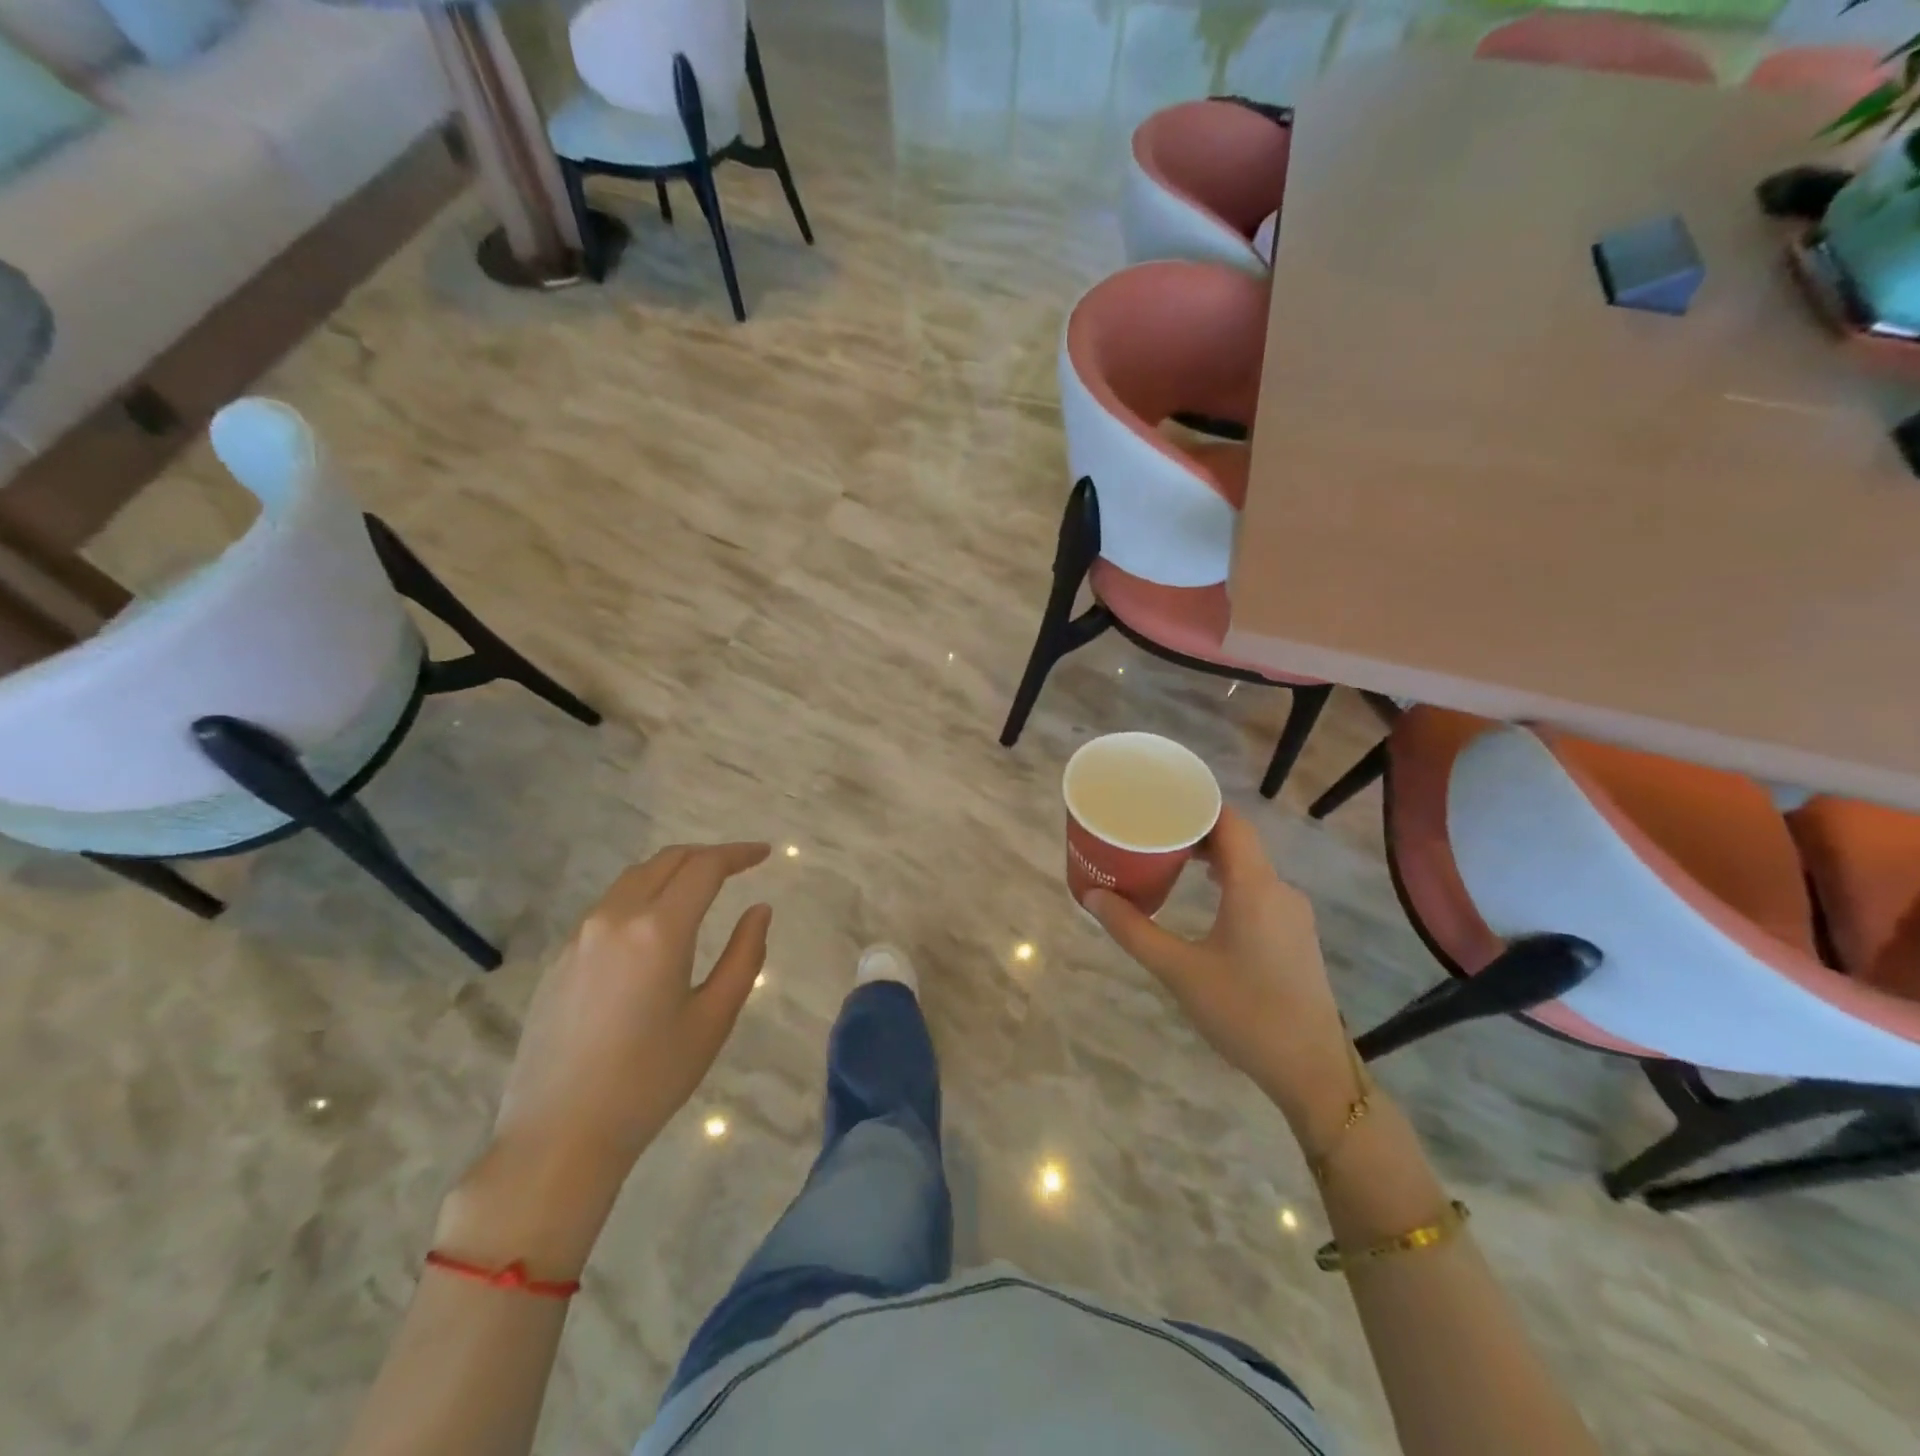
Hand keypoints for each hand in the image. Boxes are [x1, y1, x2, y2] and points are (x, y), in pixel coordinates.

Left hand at [438, 843, 771, 1276]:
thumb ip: (743, 956)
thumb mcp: (713, 1019)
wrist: (558, 1136)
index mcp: (658, 930)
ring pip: (633, 879)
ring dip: (672, 871)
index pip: (704, 867)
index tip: (764, 853)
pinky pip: (608, 907)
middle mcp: (615, 918)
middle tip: (739, 865)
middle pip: (666, 861)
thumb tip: (759, 910)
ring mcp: (580, 936)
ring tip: (701, 888)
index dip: (738, 853)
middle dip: (706, 855)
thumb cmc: (649, 1080)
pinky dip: (642, 896)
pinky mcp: (559, 958)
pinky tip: (655, 926)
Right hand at [1086, 809, 1357, 1139]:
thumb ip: (1133, 930)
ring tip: (1170, 858)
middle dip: (1195, 829)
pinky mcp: (1294, 935)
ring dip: (1212, 856)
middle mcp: (1279, 890)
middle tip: (1152, 829)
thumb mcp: (1179, 971)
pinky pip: (1259, 888)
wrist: (1311, 1070)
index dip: (1197, 803)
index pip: (1230, 822)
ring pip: (1249, 866)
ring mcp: (1292, 913)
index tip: (1159, 798)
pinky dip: (1228, 879)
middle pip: (1238, 840)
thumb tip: (1092, 896)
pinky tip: (1203, 895)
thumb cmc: (1244, 1013)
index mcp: (1255, 887)